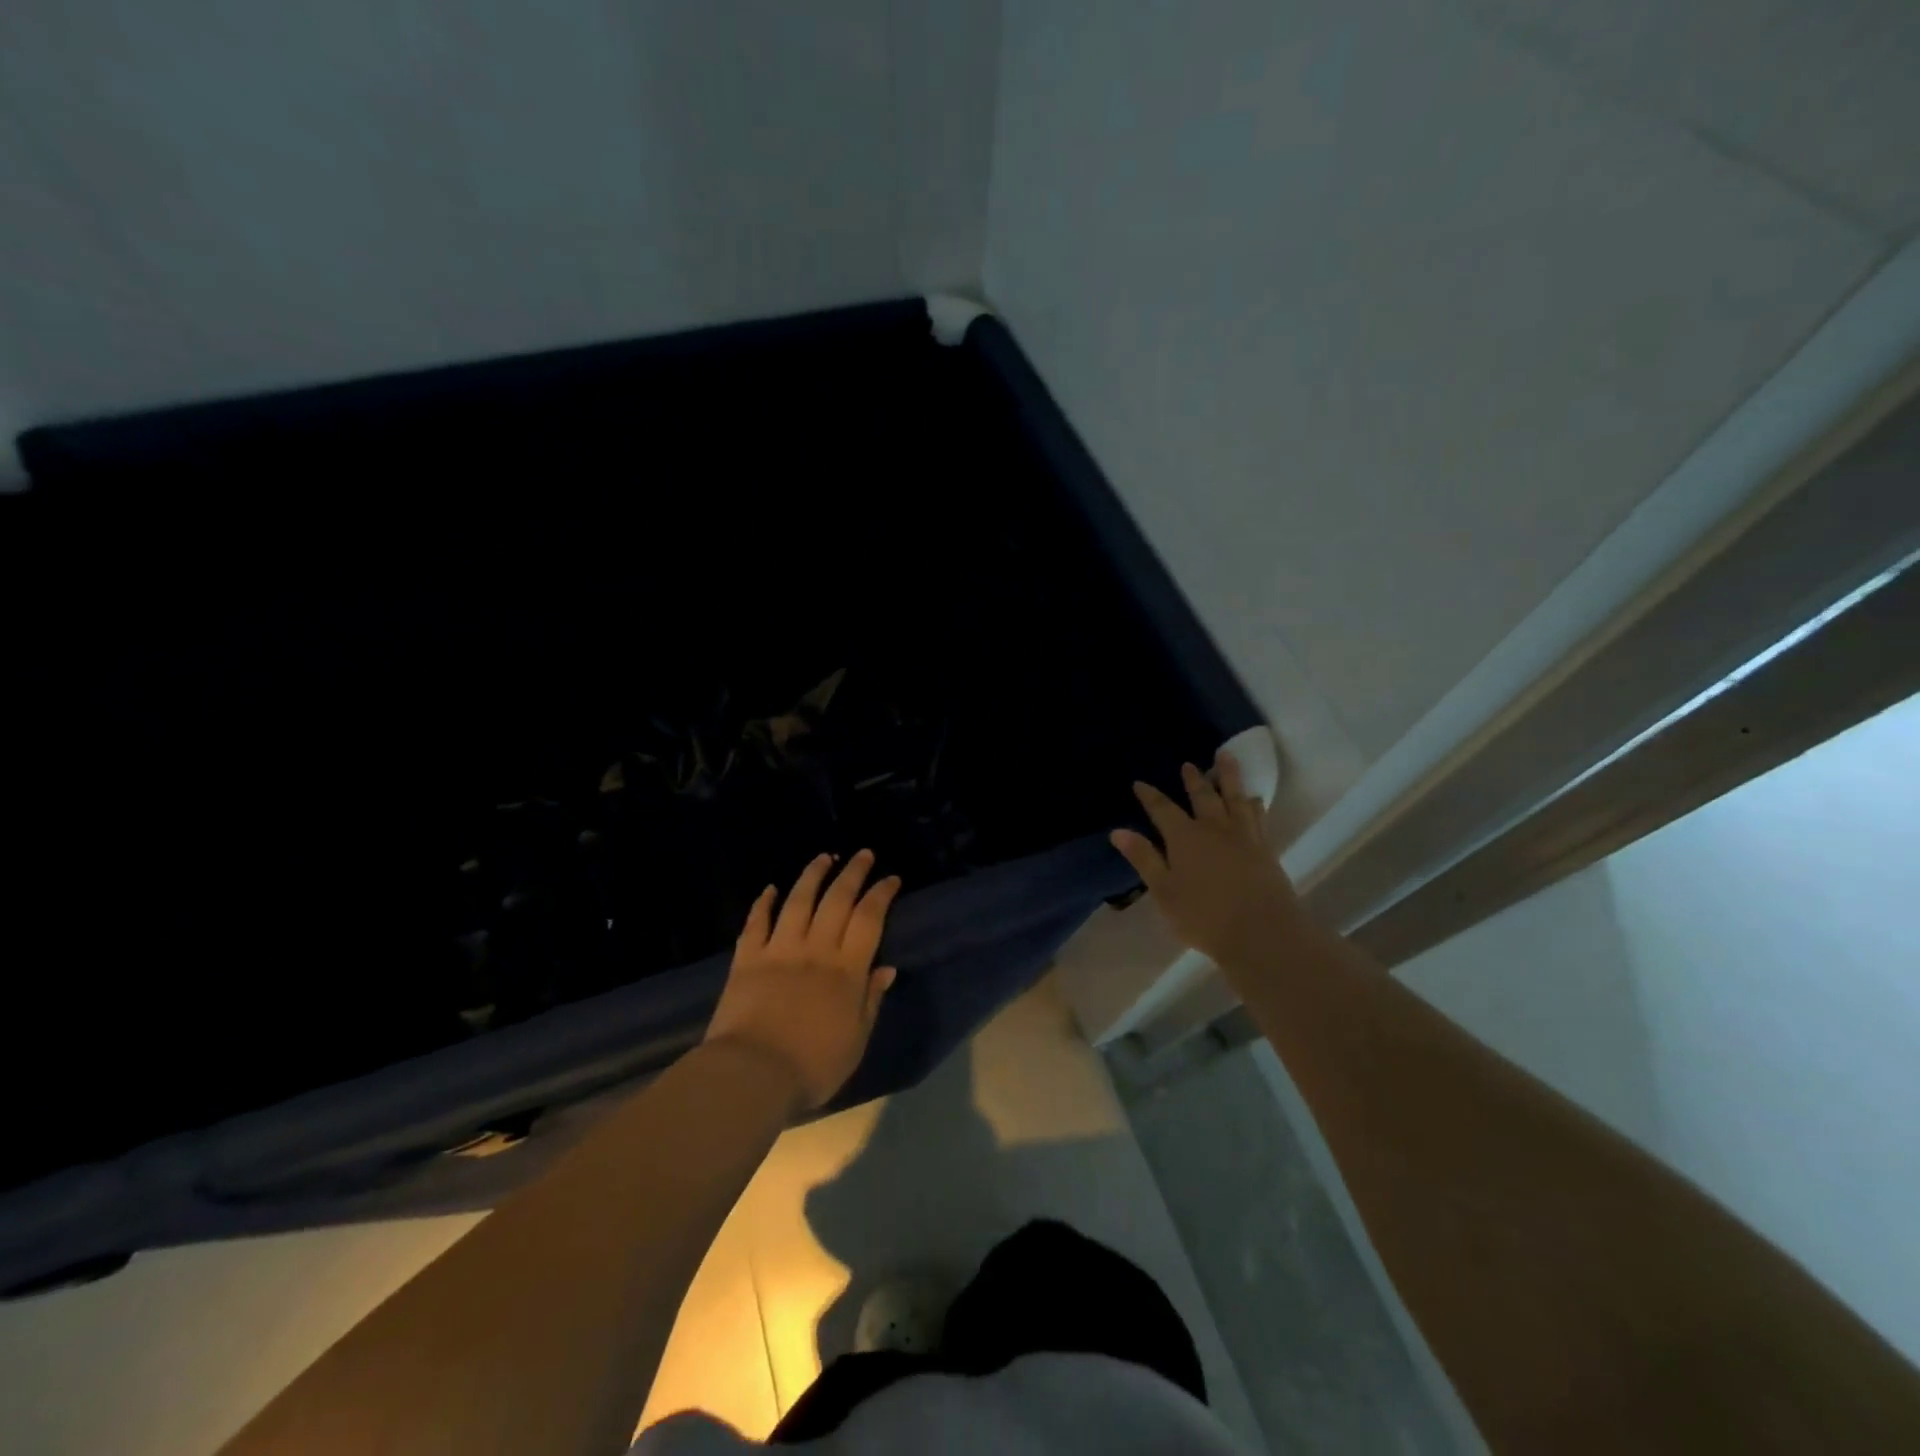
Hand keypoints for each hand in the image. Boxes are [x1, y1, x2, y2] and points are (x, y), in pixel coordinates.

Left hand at [705, 850, 900, 1112]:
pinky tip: (770, 889)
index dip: (881, 894)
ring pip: (798, 901)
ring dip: (813, 876)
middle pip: (837, 900)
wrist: (752, 1075)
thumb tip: (886, 968)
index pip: (869, 919)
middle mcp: (816, 949)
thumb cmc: (812, 1066)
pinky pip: (755, 923)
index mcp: (846, 969)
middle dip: (853, 873)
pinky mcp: (746, 959)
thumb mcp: (855, 1040)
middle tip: (863, 854)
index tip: (891, 878)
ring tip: (824, 857)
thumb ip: (870, 1001)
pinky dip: (763, 903)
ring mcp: (779, 950)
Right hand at [1110, 752, 1303, 969]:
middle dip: (1193, 779)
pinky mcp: (1264, 848)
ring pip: (1234, 798)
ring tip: (1226, 757)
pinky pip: (1258, 817)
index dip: (1150, 796)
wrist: (1262, 932)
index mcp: (1184, 837)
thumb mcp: (1164, 891)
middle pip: (1202, 796)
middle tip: (1188, 764)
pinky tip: (1254, 799)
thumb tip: (1118, 831)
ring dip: (1229, 776)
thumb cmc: (1204, 916)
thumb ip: (1144, 859)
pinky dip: (1254, 804)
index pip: (1162, 809)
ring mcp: (1242, 836)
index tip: (1139, 783)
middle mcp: (1213, 828)